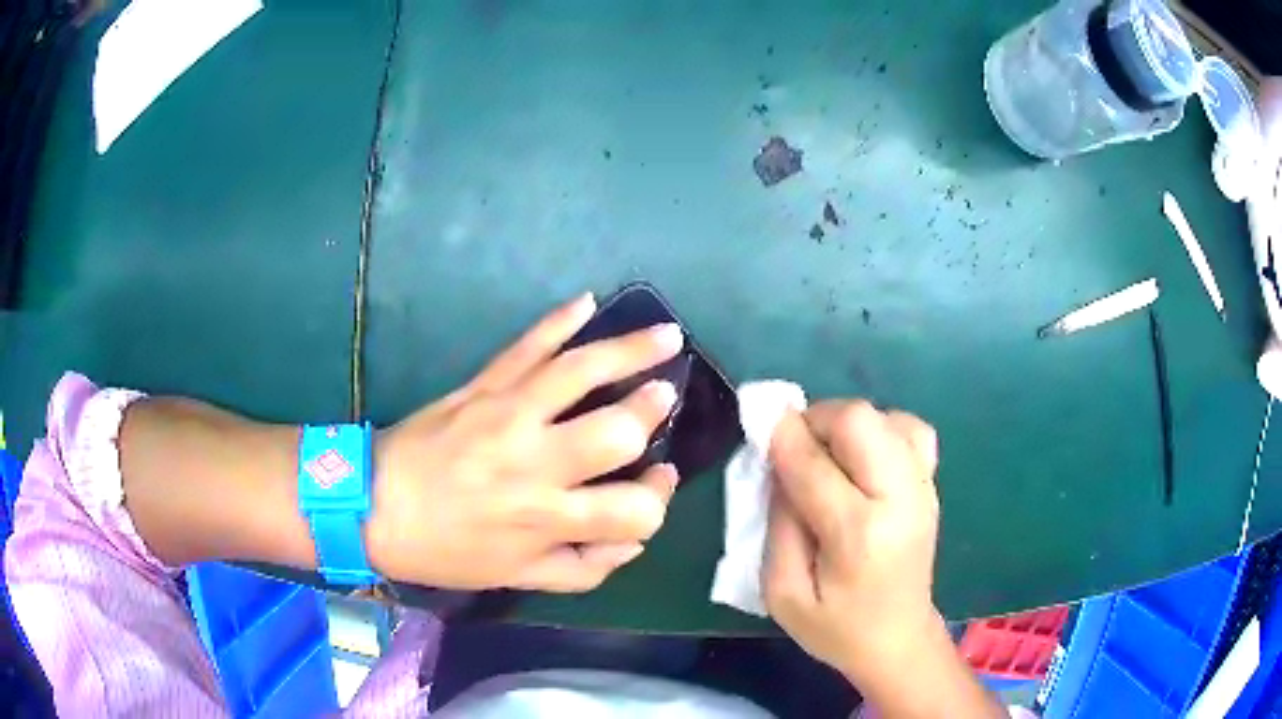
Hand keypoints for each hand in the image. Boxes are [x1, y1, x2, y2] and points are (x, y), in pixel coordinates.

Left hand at [365, 294, 684, 591]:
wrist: (373, 506)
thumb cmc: (445, 549)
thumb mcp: (515, 579)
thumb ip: (583, 570)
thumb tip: (631, 541)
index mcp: (546, 519)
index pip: (634, 512)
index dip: (658, 499)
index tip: (656, 481)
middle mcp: (536, 464)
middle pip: (618, 432)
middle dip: (652, 412)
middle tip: (663, 397)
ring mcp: (508, 414)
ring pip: (581, 372)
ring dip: (631, 350)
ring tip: (667, 336)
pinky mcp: (482, 385)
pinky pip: (525, 345)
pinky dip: (557, 321)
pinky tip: (586, 302)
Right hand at [763, 400, 941, 681]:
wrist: (898, 639)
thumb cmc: (835, 627)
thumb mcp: (782, 593)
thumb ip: (777, 525)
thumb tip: (779, 465)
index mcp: (859, 537)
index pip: (814, 466)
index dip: (781, 437)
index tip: (758, 424)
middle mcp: (901, 500)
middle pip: (860, 420)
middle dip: (817, 420)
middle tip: (794, 446)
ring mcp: (923, 488)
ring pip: (886, 416)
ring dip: (847, 425)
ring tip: (828, 455)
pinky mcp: (932, 485)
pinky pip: (910, 429)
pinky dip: (880, 429)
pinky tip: (862, 458)